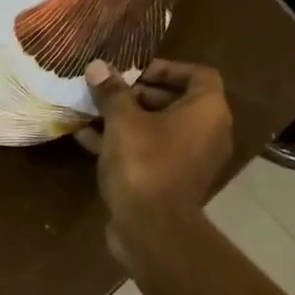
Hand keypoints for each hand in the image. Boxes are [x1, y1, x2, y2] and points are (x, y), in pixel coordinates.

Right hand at [78, 57, 234, 264]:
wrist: (151, 228)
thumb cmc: (144, 164)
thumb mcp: (122, 122)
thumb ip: (112, 92)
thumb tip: (97, 66)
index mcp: (207, 111)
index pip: (198, 75)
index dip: (166, 68)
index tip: (134, 71)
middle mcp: (207, 133)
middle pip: (176, 102)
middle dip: (140, 94)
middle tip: (109, 91)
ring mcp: (190, 160)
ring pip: (159, 130)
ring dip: (128, 119)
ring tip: (93, 111)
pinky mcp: (170, 182)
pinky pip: (150, 153)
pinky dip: (125, 144)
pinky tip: (87, 139)